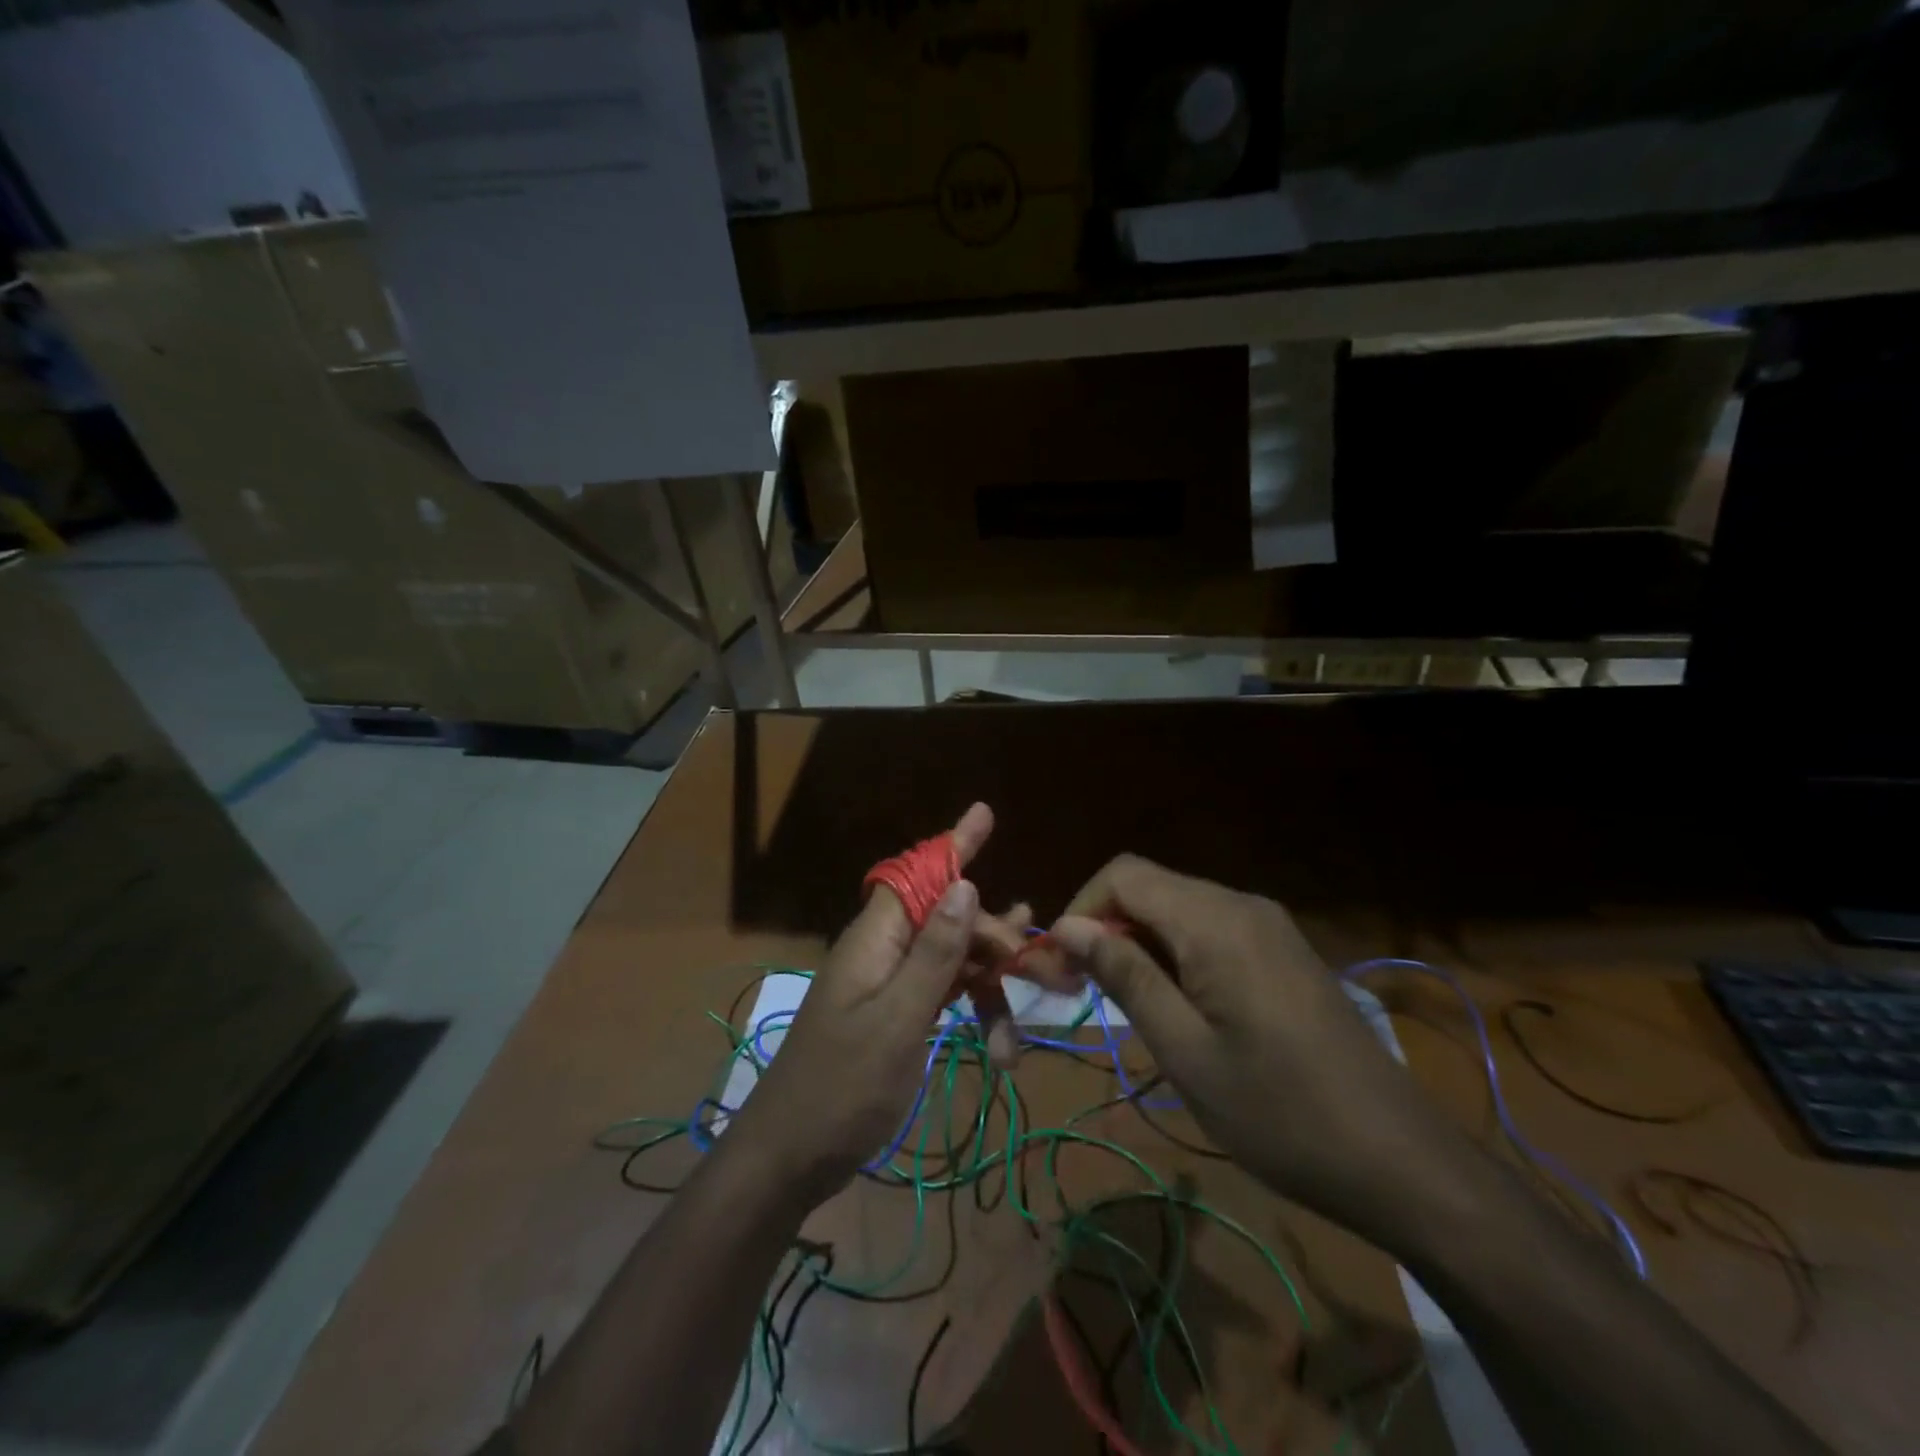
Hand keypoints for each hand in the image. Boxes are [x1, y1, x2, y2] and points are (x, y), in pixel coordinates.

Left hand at [727, 804, 1026, 1203]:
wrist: (790, 1158)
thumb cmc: (841, 1089)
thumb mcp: (897, 1021)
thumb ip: (933, 953)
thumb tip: (963, 883)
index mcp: (875, 939)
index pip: (919, 875)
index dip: (954, 843)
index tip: (985, 812)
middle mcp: (883, 951)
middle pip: (949, 921)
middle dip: (997, 942)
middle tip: (1050, 973)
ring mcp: (888, 984)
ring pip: (952, 961)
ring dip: (990, 988)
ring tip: (1023, 1029)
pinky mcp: (894, 1015)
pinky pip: (942, 994)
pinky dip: (972, 1012)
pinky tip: (1002, 1041)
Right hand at [1050, 856, 1478, 1241]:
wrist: (1399, 1159)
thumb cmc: (1279, 1112)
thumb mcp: (1185, 1051)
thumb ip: (1126, 977)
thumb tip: (1068, 926)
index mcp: (1215, 921)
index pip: (1124, 874)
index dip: (1082, 908)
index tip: (1062, 964)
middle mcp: (1241, 905)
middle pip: (1150, 888)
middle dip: (1107, 927)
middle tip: (1082, 990)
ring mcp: (1269, 926)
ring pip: (1179, 909)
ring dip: (1140, 944)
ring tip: (1127, 1005)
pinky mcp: (1284, 951)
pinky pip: (1212, 930)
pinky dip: (1177, 954)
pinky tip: (1179, 1007)